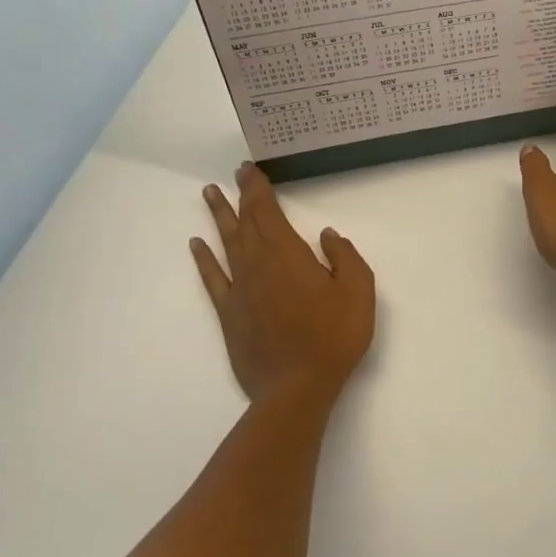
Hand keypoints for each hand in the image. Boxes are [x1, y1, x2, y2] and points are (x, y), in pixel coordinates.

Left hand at [191, 163, 375, 405]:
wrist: (297, 387)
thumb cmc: (334, 336)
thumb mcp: (359, 291)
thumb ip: (344, 257)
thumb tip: (326, 234)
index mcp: (289, 254)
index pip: (268, 212)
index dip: (258, 189)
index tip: (249, 169)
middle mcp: (258, 264)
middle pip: (246, 222)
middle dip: (241, 196)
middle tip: (234, 174)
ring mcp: (240, 289)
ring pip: (226, 243)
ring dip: (219, 217)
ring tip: (209, 194)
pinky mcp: (230, 314)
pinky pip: (213, 278)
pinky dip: (204, 259)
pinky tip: (196, 245)